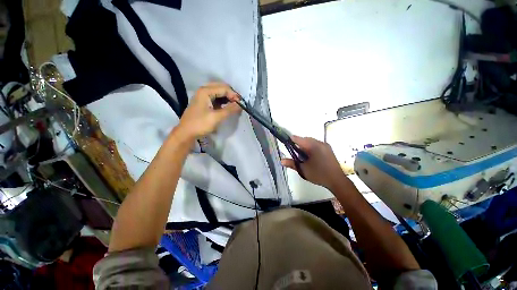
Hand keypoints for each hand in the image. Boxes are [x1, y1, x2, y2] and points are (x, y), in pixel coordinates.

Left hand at [178, 82, 240, 138]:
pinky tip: (227, 107)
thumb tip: (241, 105)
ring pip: (218, 93)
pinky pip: (215, 98)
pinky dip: (222, 102)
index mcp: (205, 91)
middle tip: (238, 103)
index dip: (234, 95)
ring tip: (234, 106)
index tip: (242, 104)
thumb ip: (229, 109)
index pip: (224, 88)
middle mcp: (203, 90)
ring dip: (227, 98)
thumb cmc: (200, 124)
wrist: (186, 133)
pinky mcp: (203, 103)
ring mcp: (202, 96)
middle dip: (231, 95)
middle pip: (221, 88)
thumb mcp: (216, 117)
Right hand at [281, 136, 346, 189]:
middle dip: (299, 144)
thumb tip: (281, 161)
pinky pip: (317, 145)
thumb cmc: (319, 174)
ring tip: (302, 156)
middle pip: (306, 140)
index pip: (299, 139)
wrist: (337, 181)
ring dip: (305, 146)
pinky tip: (310, 156)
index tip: (286, 143)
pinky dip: (311, 148)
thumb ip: (292, 163)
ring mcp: (325, 146)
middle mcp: (320, 143)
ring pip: (311, 142)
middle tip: (294, 153)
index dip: (291, 140)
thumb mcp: (303, 169)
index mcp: (314, 146)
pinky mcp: (328, 150)